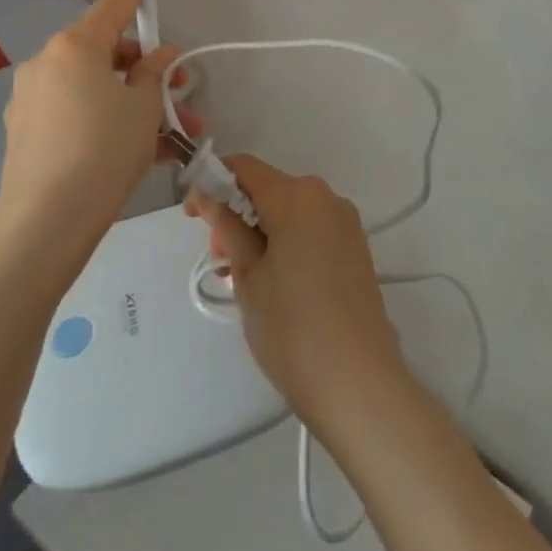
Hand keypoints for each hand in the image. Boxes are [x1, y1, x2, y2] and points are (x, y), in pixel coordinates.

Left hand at [0, 0, 188, 262]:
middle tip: (180, 90)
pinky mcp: (26, 130)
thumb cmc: (103, 152)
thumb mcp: (143, 109)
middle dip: (146, 67)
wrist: (45, 224)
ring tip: (173, 133)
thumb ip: (154, 73)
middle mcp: (48, 62)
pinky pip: (77, 112)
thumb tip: (159, 57)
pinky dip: (106, 120)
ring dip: (132, 100)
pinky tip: (141, 151)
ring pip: (95, 86)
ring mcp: (32, 97)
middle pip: (106, 49)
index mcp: (76, 46)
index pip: (115, 1)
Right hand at [186, 155, 406, 435]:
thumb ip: (227, 226)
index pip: (245, 167)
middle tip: (219, 259)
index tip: (193, 215)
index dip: (213, 181)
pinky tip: (275, 282)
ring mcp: (345, 222)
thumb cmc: (292, 328)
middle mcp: (325, 197)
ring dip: (260, 230)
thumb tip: (206, 193)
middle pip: (269, 188)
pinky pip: (311, 228)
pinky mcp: (355, 247)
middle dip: (237, 213)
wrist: (358, 383)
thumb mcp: (248, 276)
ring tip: (243, 279)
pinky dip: (286, 241)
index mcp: (297, 196)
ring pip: (289, 210)